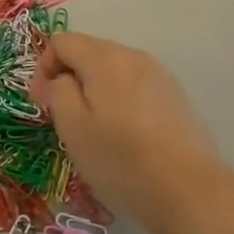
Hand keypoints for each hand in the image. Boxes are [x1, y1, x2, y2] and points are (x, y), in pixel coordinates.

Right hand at [30, 32, 224, 233]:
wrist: (190, 192)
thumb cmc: (121, 159)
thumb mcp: (72, 127)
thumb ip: (57, 91)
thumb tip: (61, 79)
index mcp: (105, 59)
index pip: (61, 41)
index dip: (43, 68)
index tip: (43, 104)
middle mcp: (134, 56)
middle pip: (89, 51)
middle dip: (69, 77)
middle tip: (64, 119)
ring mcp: (160, 75)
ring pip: (113, 69)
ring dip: (95, 90)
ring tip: (95, 129)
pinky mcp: (176, 97)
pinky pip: (135, 86)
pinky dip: (120, 100)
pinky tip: (125, 135)